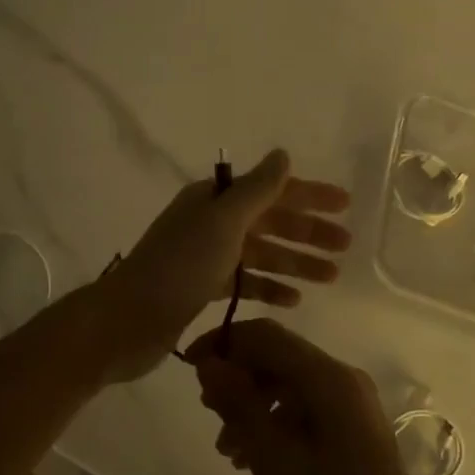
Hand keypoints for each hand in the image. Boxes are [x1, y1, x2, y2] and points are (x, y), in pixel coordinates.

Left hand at [99, 149, 351, 381]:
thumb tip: (282, 154)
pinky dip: (269, 287)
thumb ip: (257, 189)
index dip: (308, 195)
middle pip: (268, 221)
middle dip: (307, 232)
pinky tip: (294, 301)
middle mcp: (209, 223)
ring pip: (260, 254)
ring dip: (295, 262)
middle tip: (346, 247)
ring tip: (331, 276)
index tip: (345, 205)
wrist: (128, 321)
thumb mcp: (223, 222)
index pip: (270, 190)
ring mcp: (205, 257)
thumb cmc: (180, 266)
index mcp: (213, 200)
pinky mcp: (201, 289)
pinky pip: (245, 282)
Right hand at [189, 319, 441, 474]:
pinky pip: (304, 407)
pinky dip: (273, 421)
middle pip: (277, 357)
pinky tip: (252, 457)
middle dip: (237, 377)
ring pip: (287, 384)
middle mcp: (341, 378)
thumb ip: (238, 404)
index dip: (223, 342)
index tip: (190, 367)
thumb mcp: (274, 457)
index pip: (265, 335)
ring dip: (251, 404)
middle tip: (207, 411)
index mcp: (327, 376)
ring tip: (226, 447)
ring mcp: (351, 402)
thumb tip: (209, 364)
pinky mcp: (353, 426)